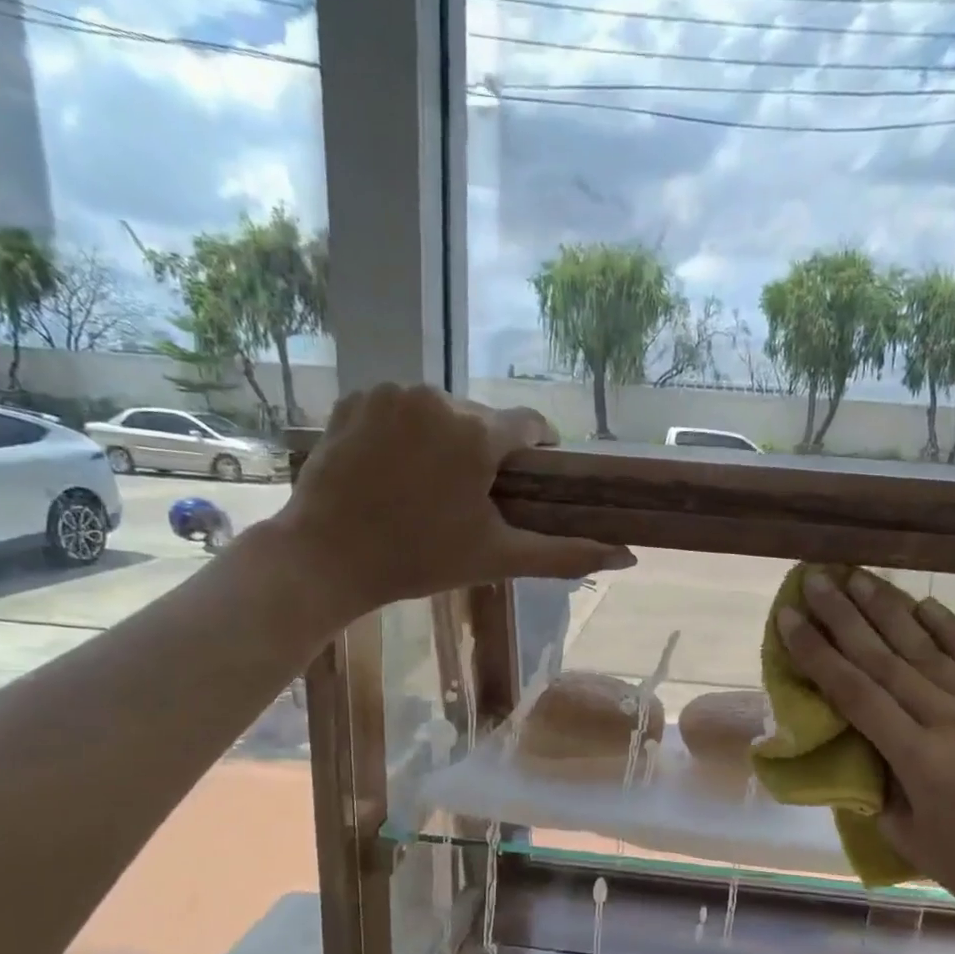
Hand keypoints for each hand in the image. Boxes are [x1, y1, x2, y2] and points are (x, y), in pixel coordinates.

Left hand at [274, 384, 634, 612]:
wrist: (325, 558)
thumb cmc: (419, 560)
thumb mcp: (498, 558)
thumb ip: (565, 554)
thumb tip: (629, 557)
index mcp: (476, 433)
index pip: (530, 425)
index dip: (538, 452)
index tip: (530, 480)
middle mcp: (436, 397)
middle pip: (483, 420)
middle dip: (486, 453)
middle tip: (470, 500)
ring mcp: (390, 393)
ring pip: (441, 411)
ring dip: (446, 441)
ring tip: (428, 487)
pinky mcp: (355, 398)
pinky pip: (400, 408)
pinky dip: (406, 431)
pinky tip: (393, 470)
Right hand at [778, 569, 954, 930]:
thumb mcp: (905, 834)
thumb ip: (877, 779)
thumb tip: (857, 738)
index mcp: (921, 760)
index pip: (855, 693)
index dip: (818, 653)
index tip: (789, 620)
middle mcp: (952, 722)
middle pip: (885, 658)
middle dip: (843, 616)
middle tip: (814, 580)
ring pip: (926, 648)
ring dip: (887, 609)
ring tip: (857, 576)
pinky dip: (946, 626)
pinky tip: (922, 602)